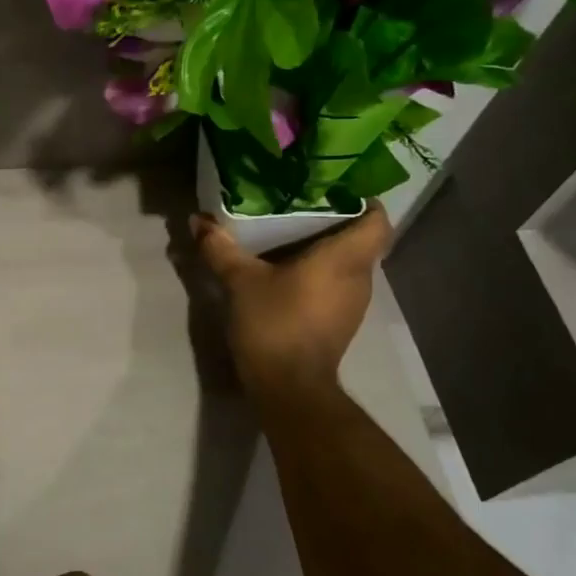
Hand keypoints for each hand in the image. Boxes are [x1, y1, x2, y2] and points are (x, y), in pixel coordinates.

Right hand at [191, 205, 393, 398]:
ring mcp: (354, 303)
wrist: (290, 388)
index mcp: (345, 258)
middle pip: (362, 239)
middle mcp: (360, 277)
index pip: (378, 219)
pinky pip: (339, 285)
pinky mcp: (342, 323)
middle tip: (302, 204)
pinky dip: (322, 274)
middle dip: (337, 221)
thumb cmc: (275, 323)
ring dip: (328, 250)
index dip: (364, 200)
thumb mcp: (240, 281)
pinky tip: (291, 272)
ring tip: (293, 235)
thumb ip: (220, 247)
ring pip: (350, 264)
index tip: (335, 188)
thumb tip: (197, 220)